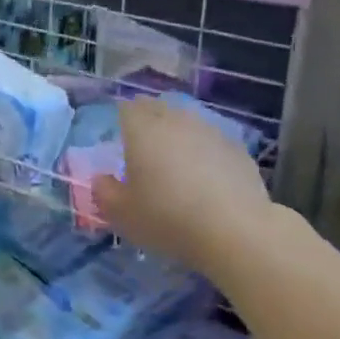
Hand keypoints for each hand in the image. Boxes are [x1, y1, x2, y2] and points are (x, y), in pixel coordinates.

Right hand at [93, 97, 276, 274]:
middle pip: (158, 108)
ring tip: (174, 159)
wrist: (234, 230)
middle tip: (142, 144)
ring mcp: (210, 131)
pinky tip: (204, 174)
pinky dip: (203, 150)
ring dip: (177, 134)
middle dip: (148, 120)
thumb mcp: (122, 214)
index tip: (118, 135)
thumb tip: (102, 179)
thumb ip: (105, 192)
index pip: (126, 108)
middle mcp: (176, 121)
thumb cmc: (166, 218)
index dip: (121, 118)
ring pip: (187, 121)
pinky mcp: (237, 149)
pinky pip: (212, 141)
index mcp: (142, 130)